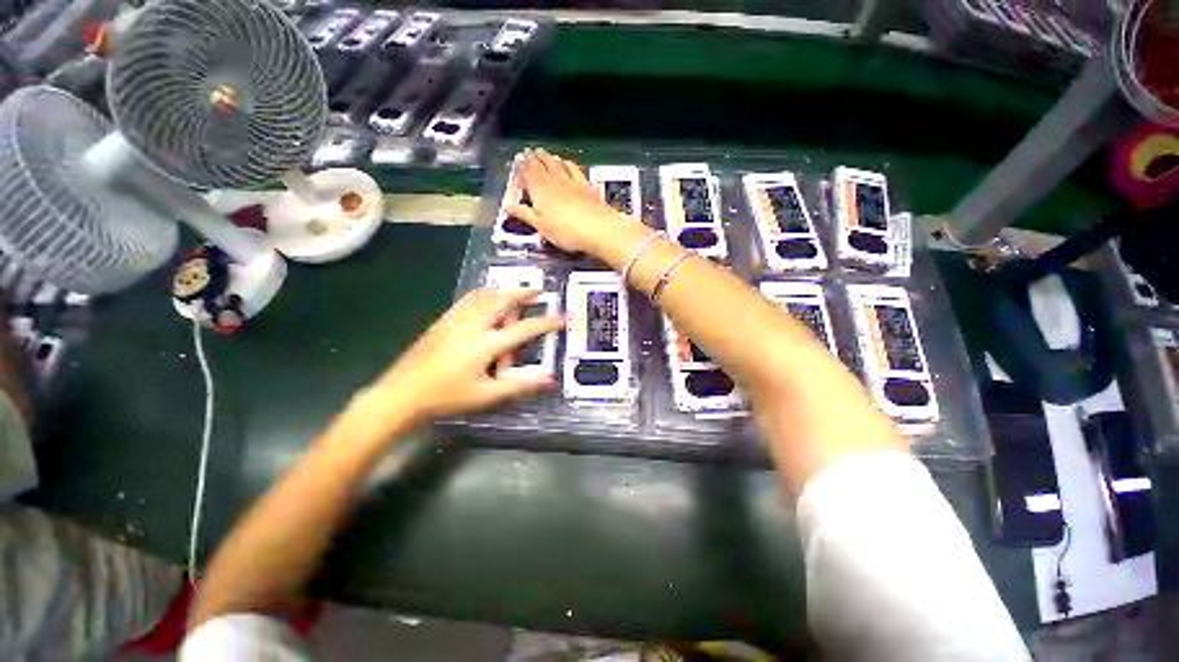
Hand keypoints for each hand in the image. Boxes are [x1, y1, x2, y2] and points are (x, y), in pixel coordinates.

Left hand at [356, 288, 563, 434]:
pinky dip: (483, 293)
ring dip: (503, 290)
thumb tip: (549, 377)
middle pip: (502, 300)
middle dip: (522, 293)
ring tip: (515, 290)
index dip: (547, 322)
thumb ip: (519, 385)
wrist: (401, 394)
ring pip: (483, 295)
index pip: (524, 329)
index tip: (563, 316)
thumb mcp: (486, 396)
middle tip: (537, 291)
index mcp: (486, 344)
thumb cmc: (446, 397)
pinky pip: (468, 299)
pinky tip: (485, 297)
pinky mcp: (443, 321)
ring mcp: (455, 320)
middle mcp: (472, 325)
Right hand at [506, 148, 636, 254]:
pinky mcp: (589, 189)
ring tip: (550, 155)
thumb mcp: (540, 226)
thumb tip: (507, 205)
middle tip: (532, 150)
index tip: (519, 158)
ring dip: (554, 160)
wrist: (598, 229)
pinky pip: (579, 173)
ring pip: (561, 167)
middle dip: (537, 158)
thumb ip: (524, 214)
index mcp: (541, 190)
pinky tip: (573, 165)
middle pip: (544, 166)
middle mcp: (556, 182)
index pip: (529, 173)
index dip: (523, 166)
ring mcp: (574, 183)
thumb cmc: (565, 231)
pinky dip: (572, 167)